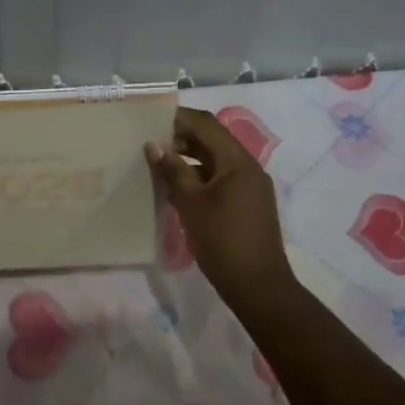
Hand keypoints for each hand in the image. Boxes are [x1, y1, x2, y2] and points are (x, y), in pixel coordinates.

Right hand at [146, 106, 296, 311]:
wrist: (258, 287)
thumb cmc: (223, 241)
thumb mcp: (192, 204)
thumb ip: (173, 171)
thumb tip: (153, 145)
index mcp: (238, 162)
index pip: (206, 125)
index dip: (178, 118)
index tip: (149, 119)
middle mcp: (247, 168)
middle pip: (212, 140)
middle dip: (180, 137)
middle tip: (147, 141)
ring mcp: (248, 187)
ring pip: (214, 160)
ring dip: (187, 157)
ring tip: (155, 162)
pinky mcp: (245, 204)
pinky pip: (218, 178)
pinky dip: (196, 176)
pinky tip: (173, 187)